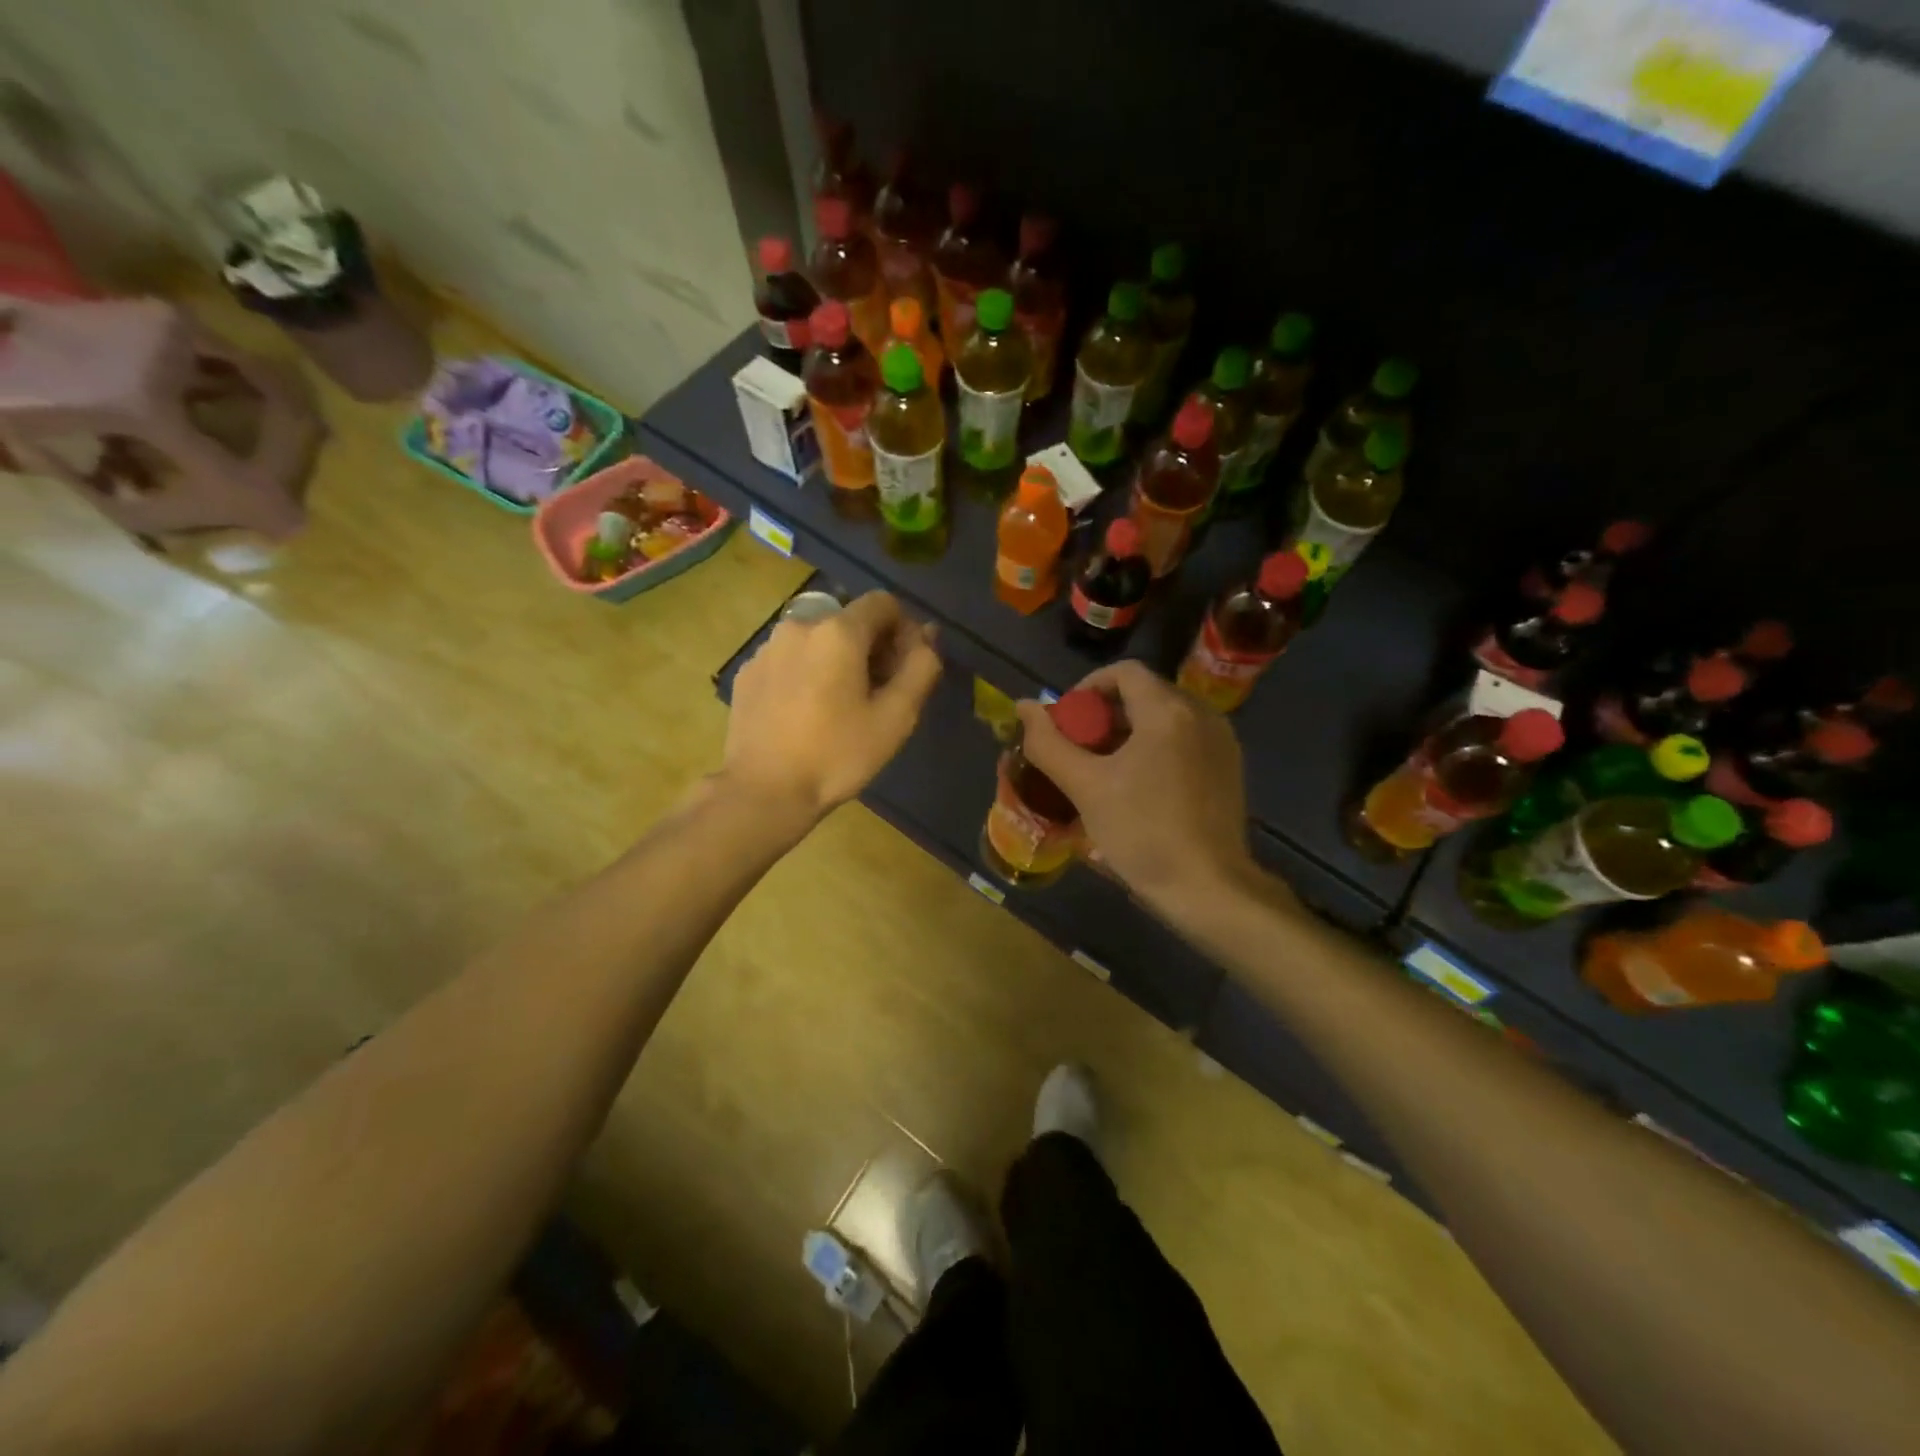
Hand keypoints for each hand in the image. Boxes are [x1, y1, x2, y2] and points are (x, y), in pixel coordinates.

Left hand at [724, 591, 941, 818]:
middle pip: (849, 621)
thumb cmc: (837, 754)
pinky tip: (806, 713)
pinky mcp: (747, 673)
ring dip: (837, 660)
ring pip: (817, 640)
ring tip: (840, 706)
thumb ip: (920, 667)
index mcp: (838, 631)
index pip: (883, 603)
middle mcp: (799, 625)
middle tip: (878, 693)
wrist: (764, 791)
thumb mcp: (895, 717)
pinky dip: (806, 673)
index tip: (904, 669)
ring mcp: (767, 648)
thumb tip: (927, 635)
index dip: (903, 630)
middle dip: (871, 647)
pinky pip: (789, 660)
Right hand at [1015, 660, 1262, 916]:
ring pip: (1164, 717)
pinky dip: (1155, 747)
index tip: (1067, 722)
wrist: (1208, 888)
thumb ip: (1049, 743)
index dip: (1087, 688)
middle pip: (1144, 693)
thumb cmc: (1142, 833)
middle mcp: (1201, 714)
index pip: (1123, 672)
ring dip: (1129, 731)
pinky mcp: (1229, 767)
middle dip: (1105, 714)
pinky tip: (1139, 785)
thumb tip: (1025, 706)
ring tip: (1104, 769)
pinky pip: (1185, 738)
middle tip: (1079, 750)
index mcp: (1168, 710)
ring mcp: (1221, 741)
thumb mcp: (1085, 787)